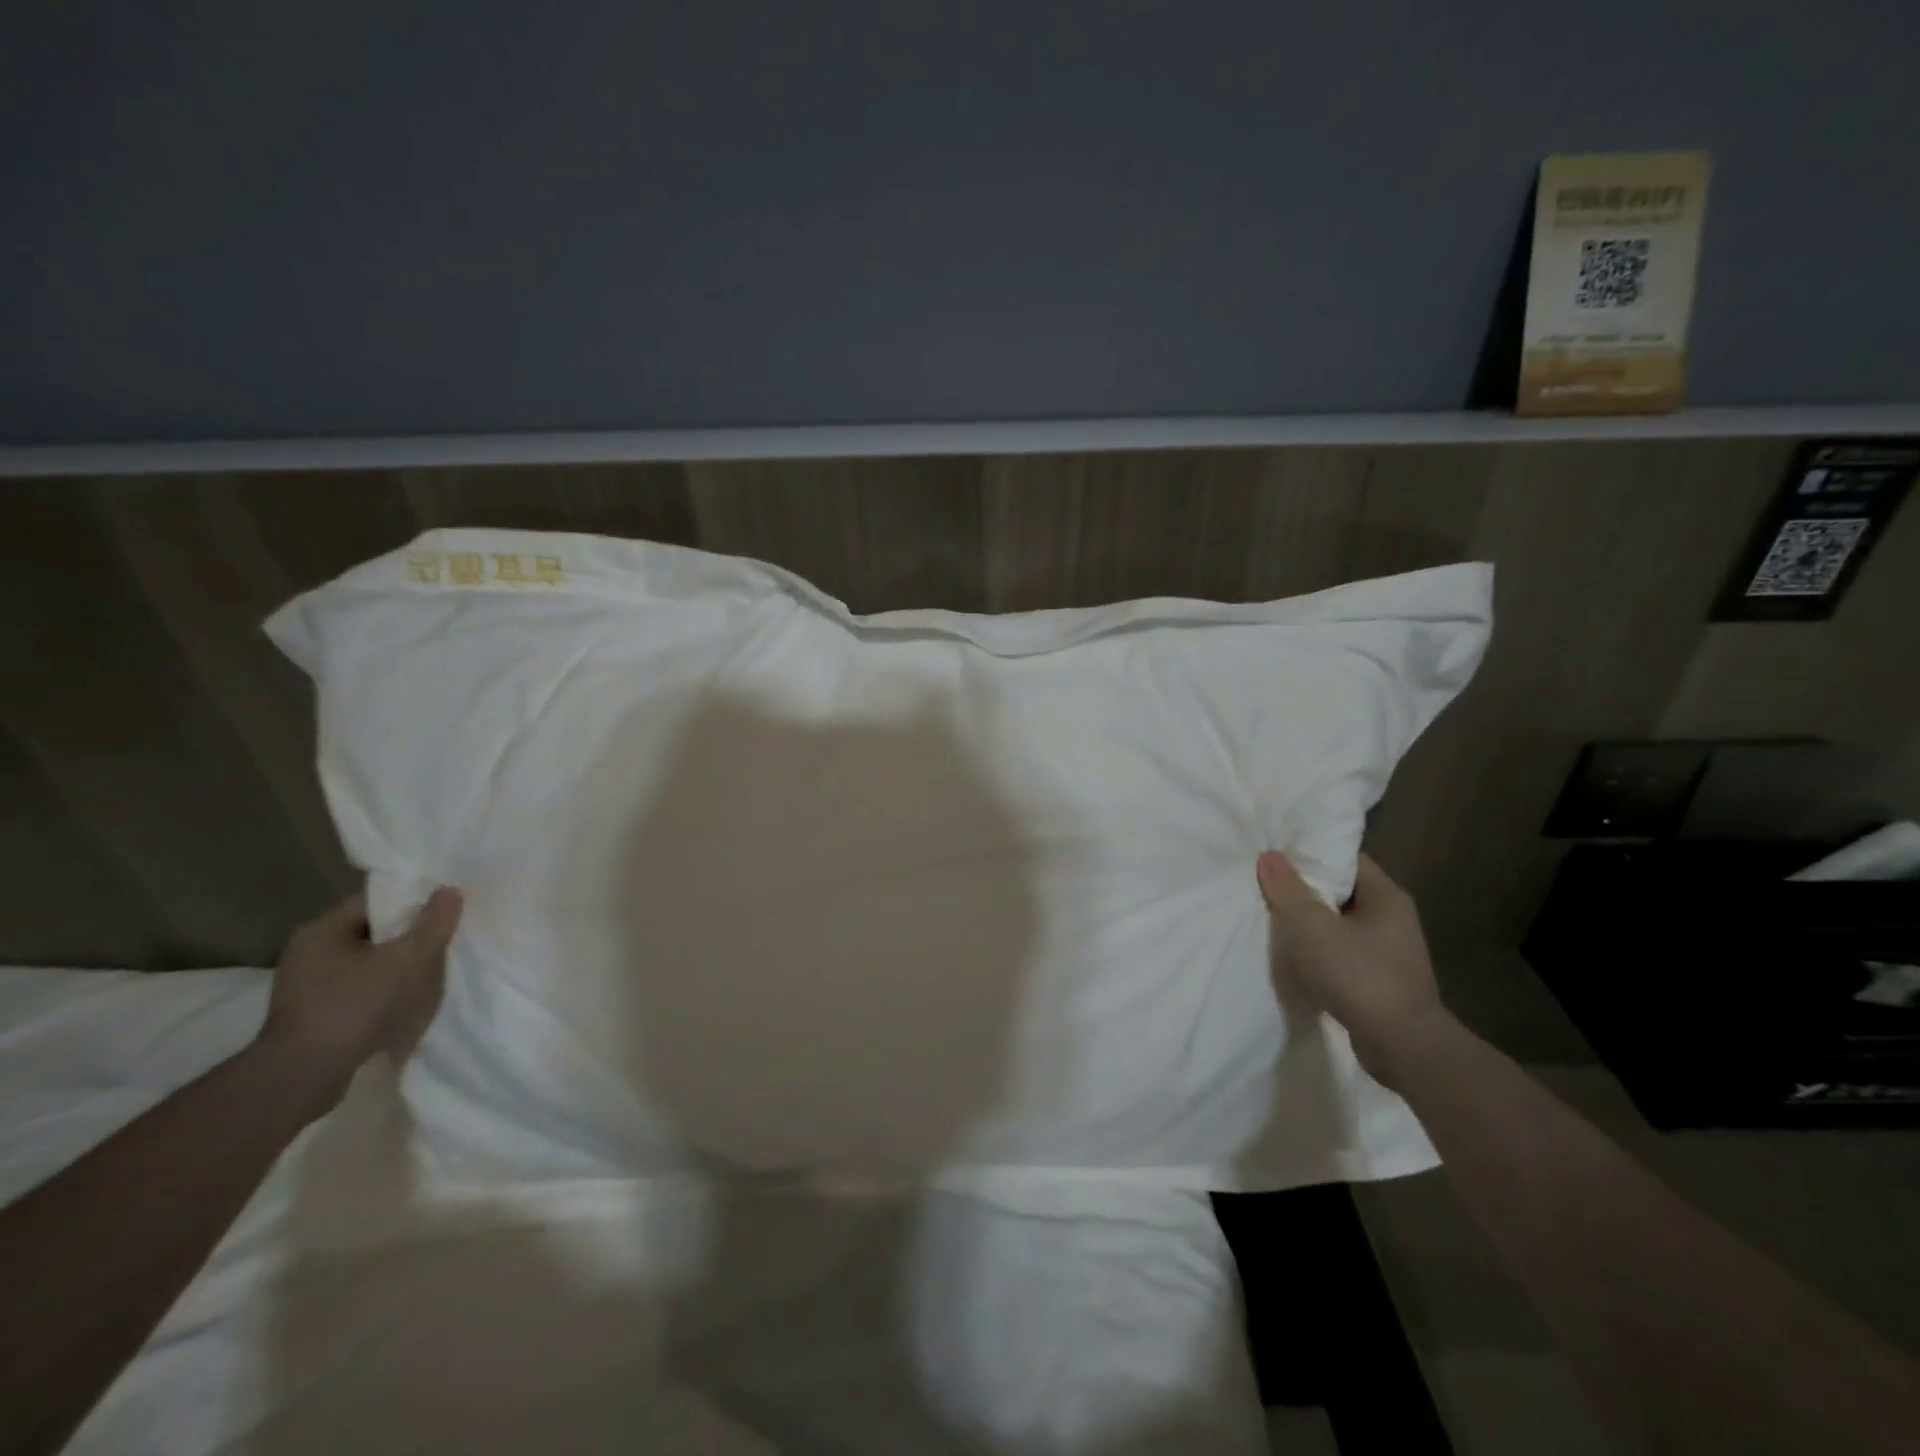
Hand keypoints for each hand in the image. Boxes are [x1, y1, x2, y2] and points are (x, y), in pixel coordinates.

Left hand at [257, 888, 462, 1105]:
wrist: (301, 1079)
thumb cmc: (353, 1007)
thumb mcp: (406, 961)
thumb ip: (433, 924)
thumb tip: (450, 890)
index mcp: (322, 930)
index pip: (376, 900)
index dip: (414, 900)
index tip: (445, 910)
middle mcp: (309, 952)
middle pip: (373, 931)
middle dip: (410, 935)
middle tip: (445, 940)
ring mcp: (307, 985)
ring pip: (368, 962)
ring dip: (398, 965)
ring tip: (432, 972)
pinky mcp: (313, 1014)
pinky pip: (359, 988)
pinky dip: (383, 990)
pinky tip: (406, 1002)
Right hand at [1256, 851, 1449, 1086]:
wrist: (1403, 1047)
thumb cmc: (1359, 975)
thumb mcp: (1313, 927)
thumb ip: (1288, 890)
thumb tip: (1270, 856)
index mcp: (1386, 896)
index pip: (1346, 860)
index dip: (1311, 855)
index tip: (1277, 855)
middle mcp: (1394, 918)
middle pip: (1342, 892)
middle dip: (1306, 890)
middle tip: (1266, 885)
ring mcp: (1391, 952)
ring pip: (1341, 925)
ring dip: (1312, 925)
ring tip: (1274, 920)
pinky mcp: (1382, 982)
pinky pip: (1345, 954)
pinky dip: (1321, 953)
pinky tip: (1295, 959)